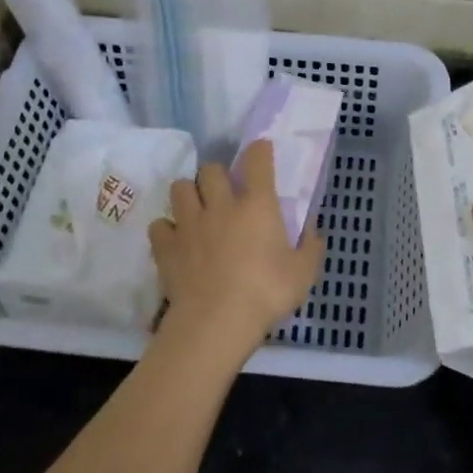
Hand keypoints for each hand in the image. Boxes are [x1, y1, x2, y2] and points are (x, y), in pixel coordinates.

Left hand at [148, 140, 324, 364]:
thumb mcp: (303, 274)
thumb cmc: (266, 294)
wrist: (216, 322)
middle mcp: (221, 205)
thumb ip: (310, 248)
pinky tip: (175, 241)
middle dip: (217, 176)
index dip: (259, 151)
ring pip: (180, 188)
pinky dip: (166, 229)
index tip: (261, 152)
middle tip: (224, 194)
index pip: (257, 160)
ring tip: (196, 211)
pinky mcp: (166, 245)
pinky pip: (159, 225)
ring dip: (189, 194)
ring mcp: (189, 223)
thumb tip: (313, 231)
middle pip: (211, 169)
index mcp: (257, 205)